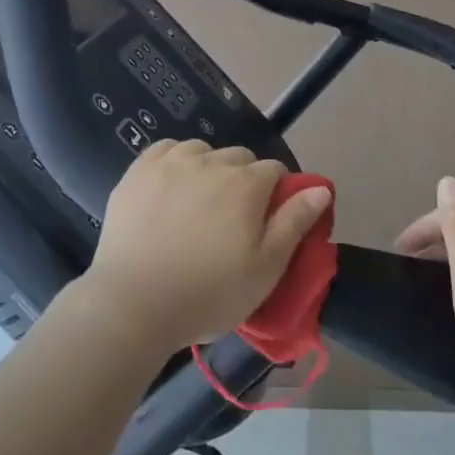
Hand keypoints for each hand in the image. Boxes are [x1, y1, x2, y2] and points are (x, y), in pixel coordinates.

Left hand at [76, 140, 332, 355]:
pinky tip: (171, 188)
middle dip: (243, 181)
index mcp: (246, 183)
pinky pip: (167, 150)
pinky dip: (175, 162)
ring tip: (198, 205)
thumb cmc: (208, 293)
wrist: (133, 304)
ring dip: (208, 169)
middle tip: (231, 221)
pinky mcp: (138, 170)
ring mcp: (171, 162)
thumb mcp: (266, 268)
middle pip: (239, 158)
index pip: (275, 171)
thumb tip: (321, 188)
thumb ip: (295, 222)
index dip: (276, 194)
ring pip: (202, 151)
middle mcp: (210, 161)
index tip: (265, 223)